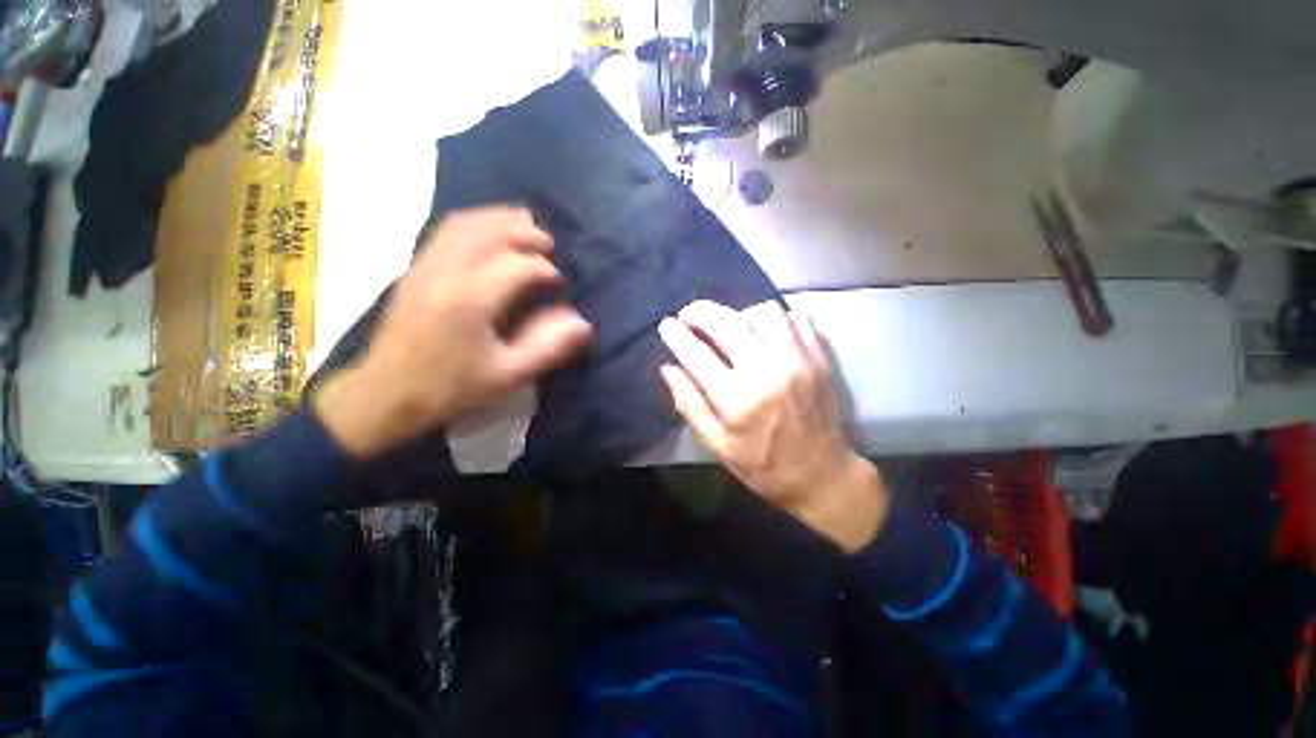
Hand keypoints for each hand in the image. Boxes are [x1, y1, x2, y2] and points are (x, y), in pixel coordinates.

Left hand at [315, 207, 592, 458]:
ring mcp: (425, 265)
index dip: (546, 270)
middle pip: (491, 233)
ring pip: (466, 224)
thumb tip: (582, 322)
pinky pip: (446, 230)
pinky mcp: (415, 268)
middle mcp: (446, 272)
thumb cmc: (451, 387)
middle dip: (526, 233)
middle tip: (549, 245)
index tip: (560, 283)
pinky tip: (490, 230)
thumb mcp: (508, 376)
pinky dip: (475, 222)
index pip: (518, 266)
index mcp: (470, 300)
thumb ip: (548, 347)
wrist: (385, 393)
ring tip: (526, 226)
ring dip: (500, 220)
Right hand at [658, 300, 887, 552]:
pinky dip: (775, 319)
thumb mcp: (718, 445)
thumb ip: (690, 405)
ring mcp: (797, 360)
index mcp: (737, 399)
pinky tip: (764, 333)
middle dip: (700, 312)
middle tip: (689, 315)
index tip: (666, 326)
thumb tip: (668, 368)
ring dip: (740, 314)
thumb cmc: (763, 465)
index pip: (696, 354)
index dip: (676, 335)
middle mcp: (766, 371)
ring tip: (731, 327)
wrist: (821, 473)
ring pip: (763, 312)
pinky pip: (796, 318)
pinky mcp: (818, 357)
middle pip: (726, 322)